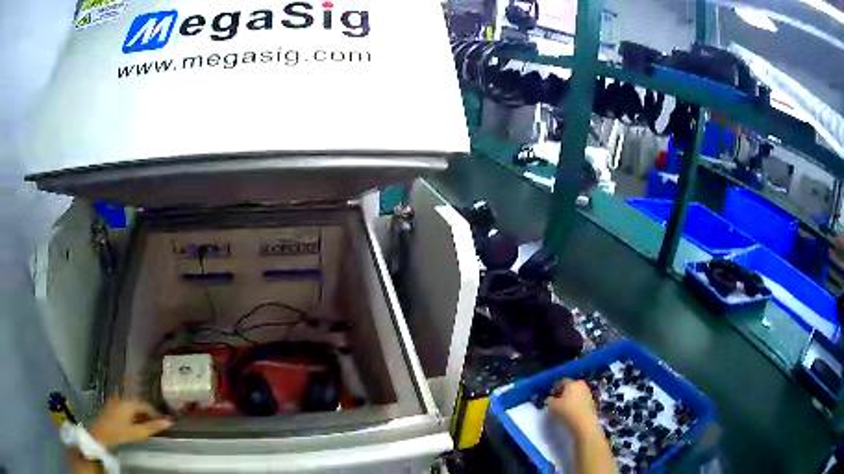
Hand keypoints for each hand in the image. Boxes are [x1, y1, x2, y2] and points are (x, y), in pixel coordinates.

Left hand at [89, 397, 171, 448]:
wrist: (101, 434)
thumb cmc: (120, 432)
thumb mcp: (138, 432)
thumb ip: (153, 427)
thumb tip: (169, 422)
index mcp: (129, 402)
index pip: (146, 405)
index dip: (156, 414)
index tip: (163, 424)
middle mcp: (123, 399)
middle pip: (139, 405)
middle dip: (148, 416)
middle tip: (156, 427)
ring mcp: (116, 403)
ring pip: (132, 408)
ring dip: (141, 417)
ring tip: (147, 428)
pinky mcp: (113, 408)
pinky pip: (127, 410)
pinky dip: (134, 417)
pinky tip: (135, 426)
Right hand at [546, 379, 599, 434]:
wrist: (584, 422)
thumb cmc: (567, 411)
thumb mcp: (552, 406)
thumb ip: (550, 400)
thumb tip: (552, 398)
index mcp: (572, 383)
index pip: (562, 382)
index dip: (556, 388)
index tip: (552, 396)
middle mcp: (581, 384)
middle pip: (571, 386)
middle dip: (564, 392)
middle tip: (559, 401)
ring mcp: (588, 392)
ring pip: (577, 392)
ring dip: (571, 397)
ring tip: (566, 406)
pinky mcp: (592, 400)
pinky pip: (582, 398)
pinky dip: (577, 402)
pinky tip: (573, 410)